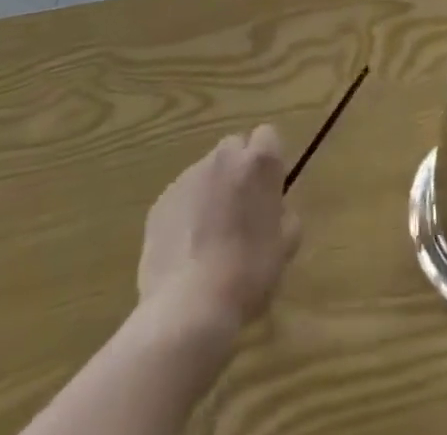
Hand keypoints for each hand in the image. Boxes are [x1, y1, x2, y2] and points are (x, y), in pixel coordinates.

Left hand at [137, 126, 301, 334]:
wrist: (188, 309)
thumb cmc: (248, 274)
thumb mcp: (285, 246)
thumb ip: (284, 216)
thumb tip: (275, 212)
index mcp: (259, 162)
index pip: (267, 136)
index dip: (268, 162)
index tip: (268, 192)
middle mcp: (223, 158)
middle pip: (234, 148)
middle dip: (238, 171)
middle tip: (241, 212)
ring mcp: (187, 178)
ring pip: (205, 173)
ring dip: (211, 192)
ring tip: (209, 238)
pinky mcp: (160, 202)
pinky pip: (181, 198)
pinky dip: (186, 214)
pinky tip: (186, 252)